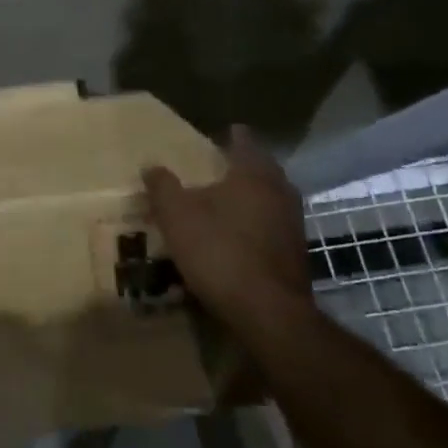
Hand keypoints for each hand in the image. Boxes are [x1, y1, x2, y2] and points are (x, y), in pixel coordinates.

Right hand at [144, 124, 311, 336]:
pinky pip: (272, 228)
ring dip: (250, 199)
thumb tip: (151, 165)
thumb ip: (163, 186)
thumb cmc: (220, 251)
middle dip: (242, 168)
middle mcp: (280, 193)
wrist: (268, 313)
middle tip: (217, 168)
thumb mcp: (177, 216)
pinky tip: (237, 238)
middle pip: (262, 171)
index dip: (232, 137)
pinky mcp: (296, 255)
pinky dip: (256, 226)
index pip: (245, 142)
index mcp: (254, 175)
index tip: (220, 135)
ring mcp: (293, 225)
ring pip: (270, 200)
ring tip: (225, 203)